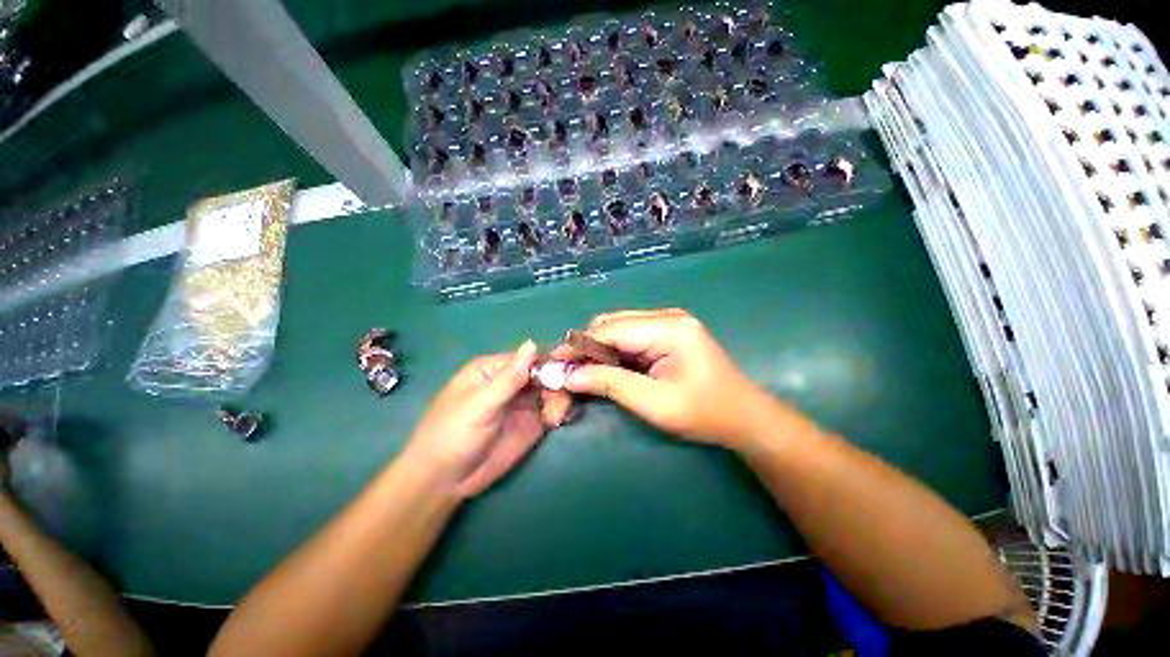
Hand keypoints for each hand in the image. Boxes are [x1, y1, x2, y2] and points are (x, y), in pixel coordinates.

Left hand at [402, 341, 568, 498]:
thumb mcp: (481, 403)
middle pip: (545, 373)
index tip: (568, 370)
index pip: (529, 357)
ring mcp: (524, 403)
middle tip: (565, 395)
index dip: (550, 361)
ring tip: (556, 414)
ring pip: (553, 391)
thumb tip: (532, 342)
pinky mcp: (532, 424)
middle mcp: (513, 382)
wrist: (444, 481)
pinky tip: (558, 420)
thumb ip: (510, 376)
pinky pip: (553, 411)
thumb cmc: (454, 433)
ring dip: (561, 398)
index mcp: (495, 369)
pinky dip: (560, 412)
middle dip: (559, 381)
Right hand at [561, 309, 800, 448]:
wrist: (744, 418)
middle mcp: (666, 316)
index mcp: (668, 327)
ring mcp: (667, 322)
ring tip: (582, 374)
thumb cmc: (704, 413)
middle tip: (567, 374)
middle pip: (611, 324)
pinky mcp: (667, 333)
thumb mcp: (653, 403)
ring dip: (597, 351)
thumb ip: (609, 383)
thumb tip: (568, 375)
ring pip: (617, 330)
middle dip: (585, 348)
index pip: (609, 330)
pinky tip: (606, 370)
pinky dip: (613, 353)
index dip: (577, 346)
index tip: (553, 365)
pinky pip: (629, 337)